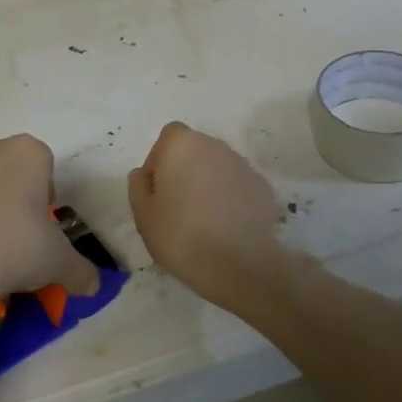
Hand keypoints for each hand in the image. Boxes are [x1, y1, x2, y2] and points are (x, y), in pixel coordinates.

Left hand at [0, 135, 100, 303]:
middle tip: (12, 231)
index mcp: (30, 154)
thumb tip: (93, 285)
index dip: (43, 193)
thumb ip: (80, 270)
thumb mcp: (59, 263)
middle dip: (11, 188)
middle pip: (8, 163)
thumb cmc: (17, 250)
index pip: (44, 165)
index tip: (39, 225)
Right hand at [128, 122, 286, 306]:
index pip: (168, 137)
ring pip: (217, 167)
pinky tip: (226, 227)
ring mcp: (242, 165)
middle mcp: (215, 146)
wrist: (239, 263)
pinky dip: (230, 198)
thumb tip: (144, 174)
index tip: (158, 190)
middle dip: (185, 171)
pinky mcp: (262, 187)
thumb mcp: (143, 215)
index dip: (160, 160)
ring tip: (204, 220)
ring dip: (208, 184)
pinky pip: (237, 186)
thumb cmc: (181, 235)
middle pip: (194, 150)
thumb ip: (138, 186)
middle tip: (177, 208)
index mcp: (183, 145)